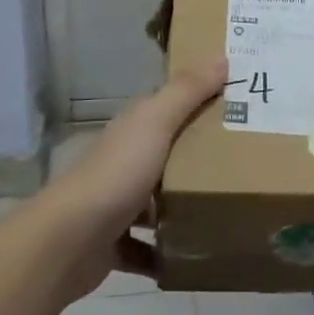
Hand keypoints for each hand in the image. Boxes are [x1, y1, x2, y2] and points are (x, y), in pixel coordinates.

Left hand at [42, 58, 226, 298]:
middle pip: (167, 153)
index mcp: (134, 128)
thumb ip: (187, 91)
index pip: (170, 106)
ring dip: (183, 208)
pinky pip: (146, 248)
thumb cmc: (117, 173)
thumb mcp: (156, 122)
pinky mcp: (113, 243)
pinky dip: (164, 255)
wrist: (68, 240)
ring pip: (157, 202)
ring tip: (224, 212)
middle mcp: (124, 160)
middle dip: (199, 158)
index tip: (240, 104)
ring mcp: (116, 203)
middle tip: (245, 163)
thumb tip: (222, 55)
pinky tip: (191, 259)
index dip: (201, 101)